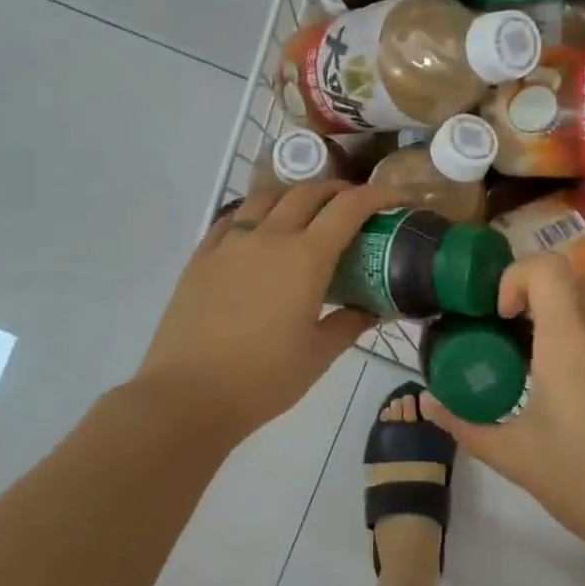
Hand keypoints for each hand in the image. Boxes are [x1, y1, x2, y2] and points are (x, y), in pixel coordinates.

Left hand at [137, 180, 400, 438]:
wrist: (189, 394)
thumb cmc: (263, 379)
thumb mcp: (318, 355)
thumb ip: (349, 324)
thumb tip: (373, 310)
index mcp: (305, 257)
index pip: (349, 208)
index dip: (377, 195)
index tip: (395, 199)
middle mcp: (269, 236)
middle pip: (309, 192)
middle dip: (338, 191)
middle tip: (353, 206)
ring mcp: (231, 241)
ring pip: (267, 196)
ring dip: (295, 195)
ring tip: (305, 212)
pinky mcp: (202, 255)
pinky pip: (233, 217)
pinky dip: (255, 213)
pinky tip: (258, 231)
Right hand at [422, 254, 584, 572]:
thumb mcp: (516, 457)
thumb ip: (466, 425)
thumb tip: (428, 404)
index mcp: (571, 340)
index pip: (547, 267)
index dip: (517, 277)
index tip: (502, 316)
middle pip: (570, 284)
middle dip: (536, 302)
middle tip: (516, 342)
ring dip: (567, 328)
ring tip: (551, 378)